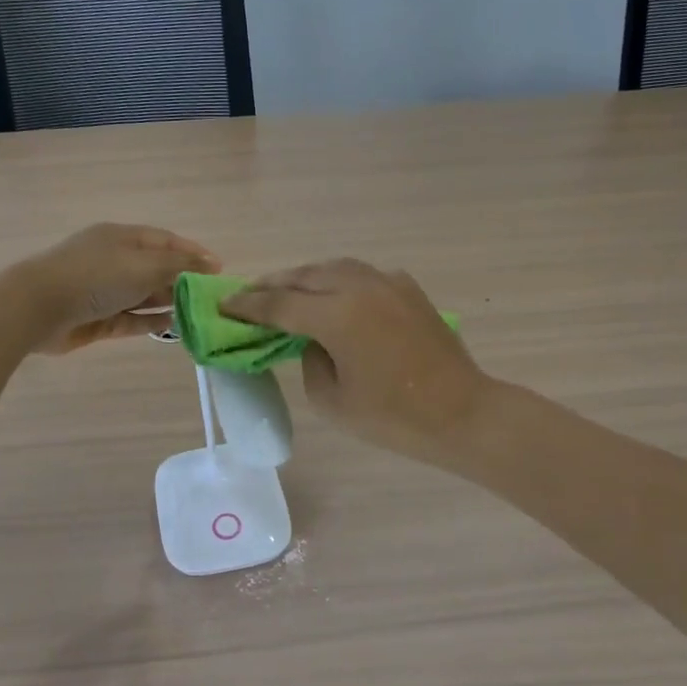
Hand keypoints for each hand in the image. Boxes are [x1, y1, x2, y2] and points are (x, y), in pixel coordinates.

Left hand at [22, 223, 218, 352]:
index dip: (193, 252)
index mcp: (121, 238)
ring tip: (195, 314)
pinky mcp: (97, 319)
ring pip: (143, 295)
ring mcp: (103, 291)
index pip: (165, 241)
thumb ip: (180, 265)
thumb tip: (210, 263)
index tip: (218, 269)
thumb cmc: (95, 277)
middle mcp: (113, 261)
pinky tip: (171, 327)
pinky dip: (150, 322)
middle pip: (155, 269)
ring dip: (168, 303)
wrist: (38, 307)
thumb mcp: (144, 265)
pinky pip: (130, 319)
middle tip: (210, 298)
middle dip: (182, 281)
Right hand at [223, 259, 488, 464]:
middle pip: (304, 276)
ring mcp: (388, 283)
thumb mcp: (332, 401)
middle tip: (248, 296)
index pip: (279, 304)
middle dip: (272, 285)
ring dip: (304, 276)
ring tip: (284, 290)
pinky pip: (362, 275)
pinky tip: (333, 295)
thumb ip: (309, 361)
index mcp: (338, 315)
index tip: (223, 306)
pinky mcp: (409, 289)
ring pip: (334, 267)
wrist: (463, 413)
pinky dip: (338, 280)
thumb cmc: (394, 418)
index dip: (247, 306)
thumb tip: (312, 340)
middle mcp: (360, 286)